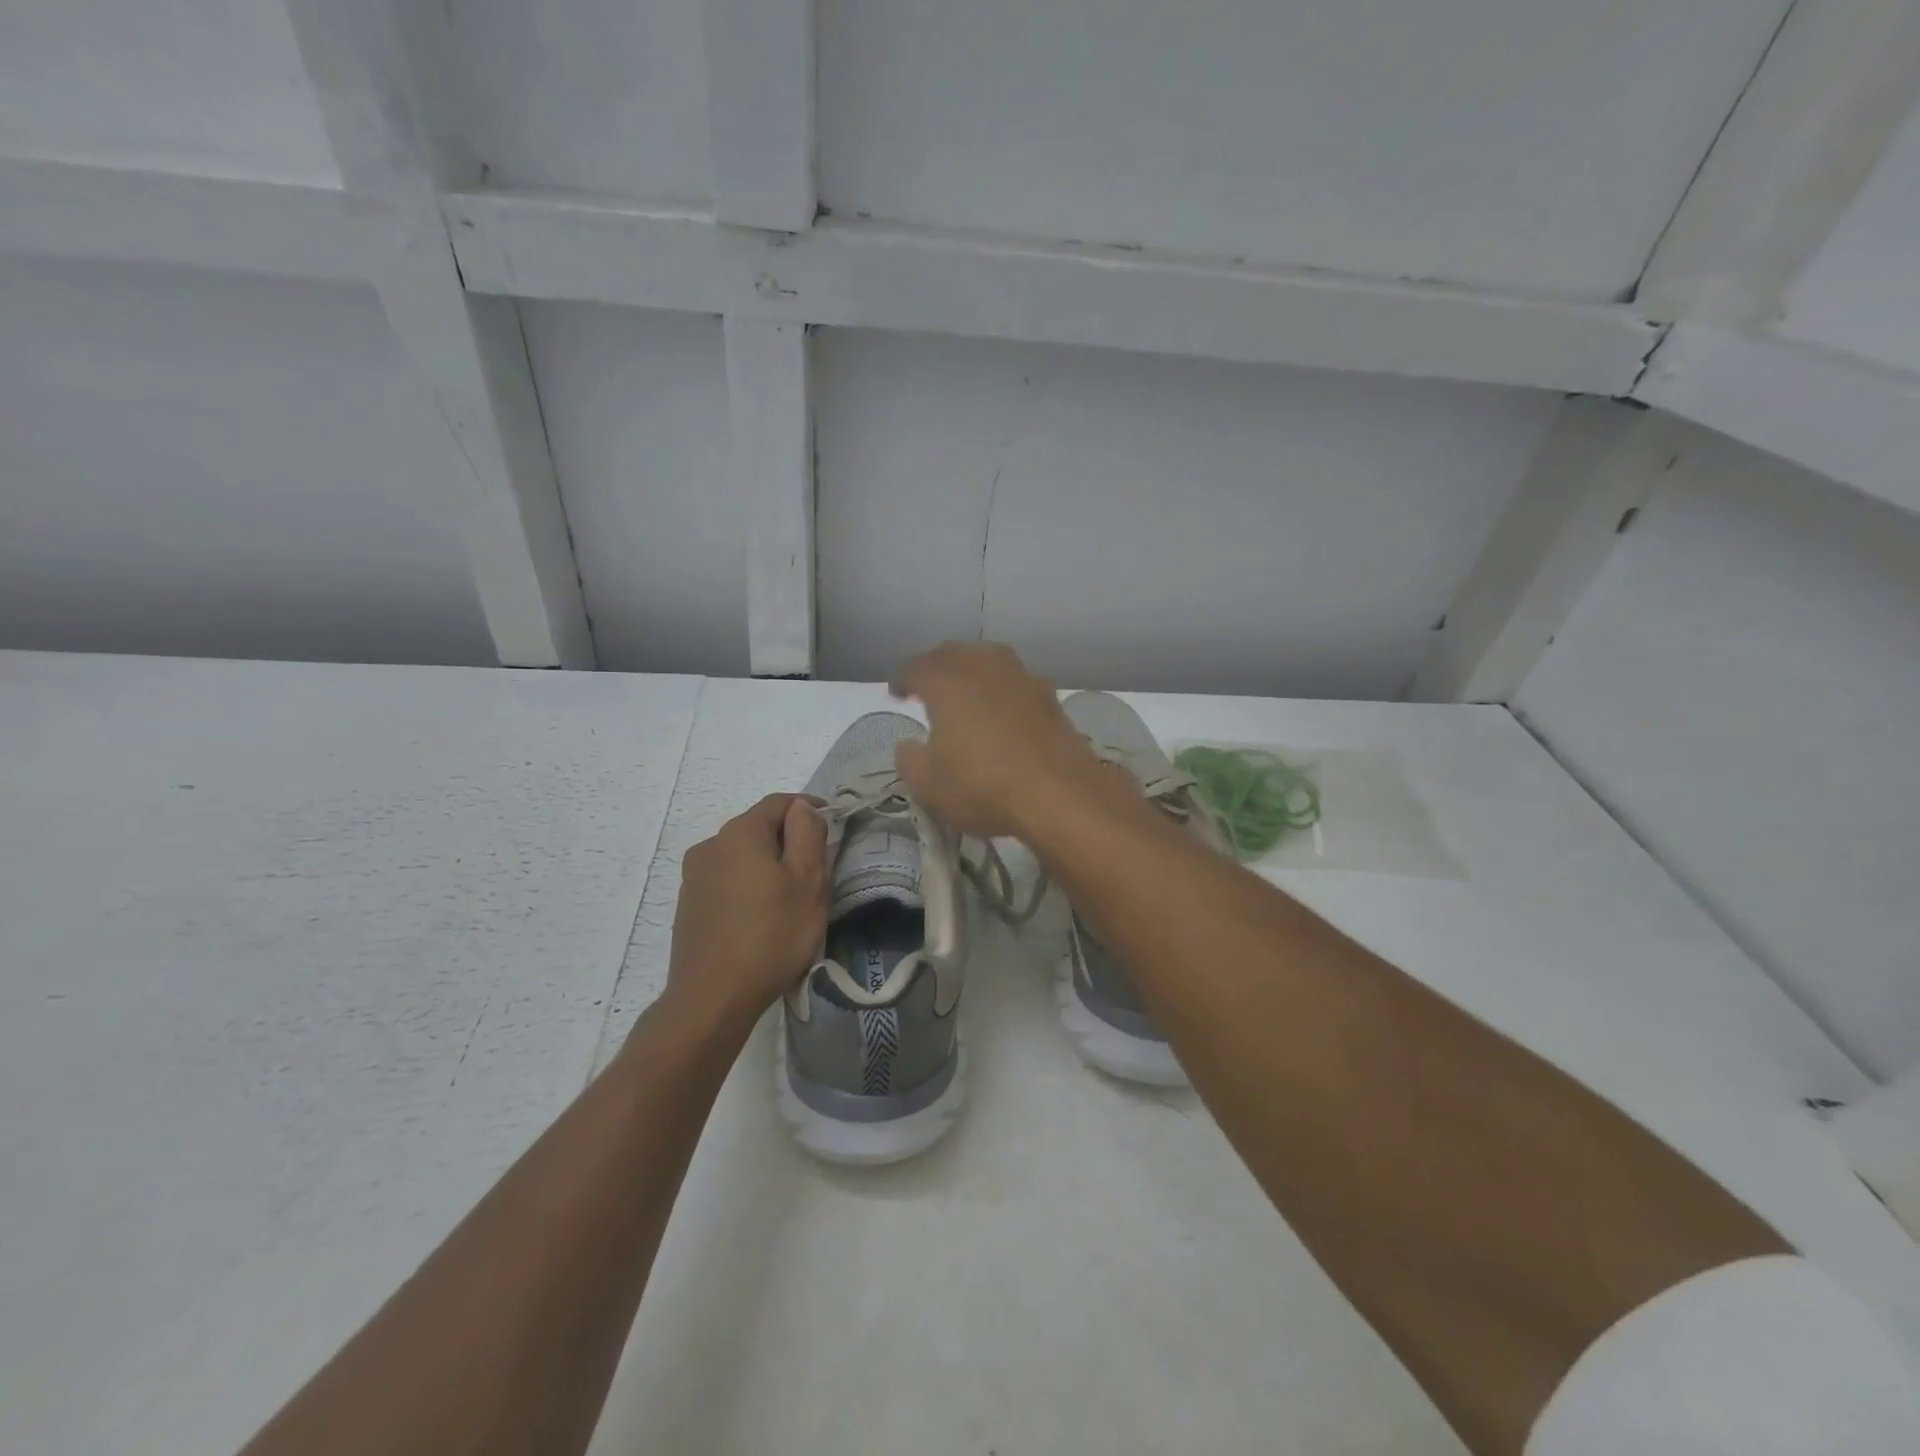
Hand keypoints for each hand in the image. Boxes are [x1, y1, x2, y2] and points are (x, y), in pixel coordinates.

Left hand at [666, 794, 827, 1027]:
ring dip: (767, 865)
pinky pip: (726, 880)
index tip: (832, 827)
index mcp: (740, 832)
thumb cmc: (771, 935)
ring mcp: (694, 876)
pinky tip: (760, 917)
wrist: (712, 998)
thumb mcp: (807, 881)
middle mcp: (710, 845)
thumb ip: (808, 834)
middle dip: (789, 840)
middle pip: (758, 828)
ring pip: (741, 856)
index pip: (780, 802)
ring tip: (789, 898)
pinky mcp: (688, 905)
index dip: (809, 808)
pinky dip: (748, 886)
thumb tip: (803, 808)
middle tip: (816, 870)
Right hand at [889, 641, 1101, 837]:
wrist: (1060, 795)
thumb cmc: (982, 786)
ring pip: (990, 662)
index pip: (915, 667)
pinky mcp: (1051, 698)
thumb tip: (909, 746)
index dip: (902, 679)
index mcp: (946, 680)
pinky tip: (1003, 714)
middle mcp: (984, 666)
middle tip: (928, 689)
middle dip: (937, 668)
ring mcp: (1022, 677)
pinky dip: (1003, 693)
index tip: (897, 694)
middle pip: (954, 654)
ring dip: (973, 674)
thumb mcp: (927, 785)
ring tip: (966, 696)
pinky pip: (1016, 684)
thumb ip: (909, 760)